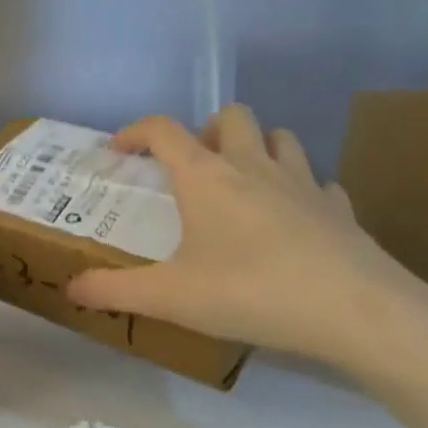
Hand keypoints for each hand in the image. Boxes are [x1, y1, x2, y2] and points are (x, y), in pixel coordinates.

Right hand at [67, 106, 427, 371]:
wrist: (356, 312)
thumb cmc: (250, 292)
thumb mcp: (168, 297)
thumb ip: (113, 290)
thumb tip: (71, 289)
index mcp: (205, 177)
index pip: (162, 130)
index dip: (134, 132)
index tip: (118, 151)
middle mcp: (252, 166)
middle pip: (230, 116)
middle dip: (206, 130)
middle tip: (193, 168)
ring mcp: (303, 182)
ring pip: (280, 136)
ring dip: (256, 147)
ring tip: (241, 183)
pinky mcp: (339, 207)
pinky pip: (317, 181)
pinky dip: (298, 189)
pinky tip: (292, 219)